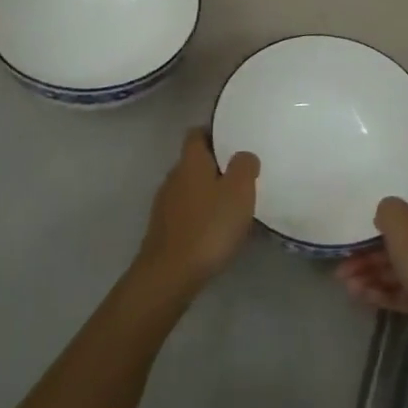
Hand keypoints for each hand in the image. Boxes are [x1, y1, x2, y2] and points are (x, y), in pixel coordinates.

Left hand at [135, 129, 258, 295]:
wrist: (169, 274)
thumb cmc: (209, 226)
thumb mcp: (239, 191)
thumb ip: (244, 166)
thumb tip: (244, 155)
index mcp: (190, 162)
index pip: (197, 134)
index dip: (214, 133)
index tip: (233, 140)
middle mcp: (173, 177)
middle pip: (193, 162)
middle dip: (215, 165)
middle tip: (240, 175)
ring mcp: (164, 204)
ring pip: (189, 187)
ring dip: (207, 191)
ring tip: (231, 204)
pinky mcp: (163, 229)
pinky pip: (185, 211)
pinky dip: (200, 214)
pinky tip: (215, 229)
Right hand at [336, 189, 407, 333]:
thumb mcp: (401, 224)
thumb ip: (387, 209)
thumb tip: (386, 210)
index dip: (391, 194)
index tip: (365, 200)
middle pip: (402, 234)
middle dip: (369, 247)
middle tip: (342, 257)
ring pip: (401, 264)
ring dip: (371, 271)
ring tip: (344, 283)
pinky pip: (407, 289)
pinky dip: (384, 291)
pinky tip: (360, 297)